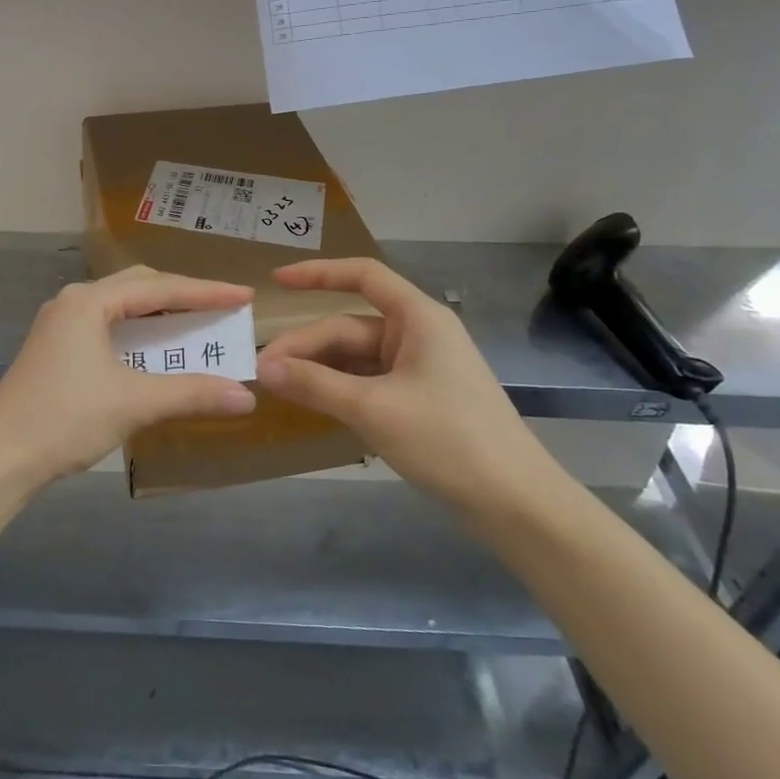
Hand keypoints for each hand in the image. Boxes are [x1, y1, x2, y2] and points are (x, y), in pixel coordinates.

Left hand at [0, 267, 257, 490]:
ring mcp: (60, 325)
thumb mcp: (133, 403)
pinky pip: (108, 327)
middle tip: (222, 308)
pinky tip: (156, 353)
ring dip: (160, 317)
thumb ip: (191, 394)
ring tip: (197, 326)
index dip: (206, 292)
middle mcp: (73, 302)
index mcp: (88, 302)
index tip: (244, 295)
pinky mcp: (55, 348)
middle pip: (139, 287)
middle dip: (183, 296)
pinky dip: (138, 335)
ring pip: (122, 308)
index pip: (159, 288)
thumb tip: (245, 397)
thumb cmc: (64, 419)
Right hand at [255, 258, 562, 520]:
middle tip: (263, 371)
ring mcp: (420, 370)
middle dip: (307, 345)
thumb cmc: (449, 440)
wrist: (516, 504)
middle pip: (349, 327)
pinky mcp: (419, 401)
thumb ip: (315, 384)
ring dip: (319, 370)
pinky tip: (312, 404)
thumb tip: (263, 368)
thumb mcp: (374, 409)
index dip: (317, 274)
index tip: (276, 281)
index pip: (363, 276)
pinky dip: (339, 390)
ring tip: (279, 387)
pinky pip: (368, 383)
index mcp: (418, 318)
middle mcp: (418, 335)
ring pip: (356, 358)